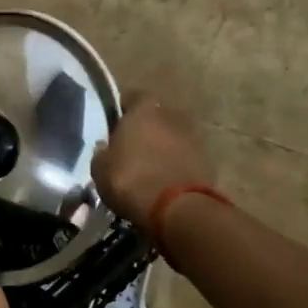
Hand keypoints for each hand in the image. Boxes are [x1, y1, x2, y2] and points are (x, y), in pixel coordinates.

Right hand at [92, 92, 214, 230]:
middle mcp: (172, 117)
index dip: (124, 108)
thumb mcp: (100, 168)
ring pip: (172, 139)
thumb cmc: (130, 179)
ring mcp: (193, 140)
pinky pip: (184, 159)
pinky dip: (175, 167)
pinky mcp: (207, 164)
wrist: (176, 210)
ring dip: (162, 149)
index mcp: (144, 111)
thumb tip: (106, 148)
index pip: (134, 97)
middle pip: (156, 118)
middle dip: (145, 129)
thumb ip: (103, 152)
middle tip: (130, 147)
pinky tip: (162, 183)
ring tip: (147, 168)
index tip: (115, 122)